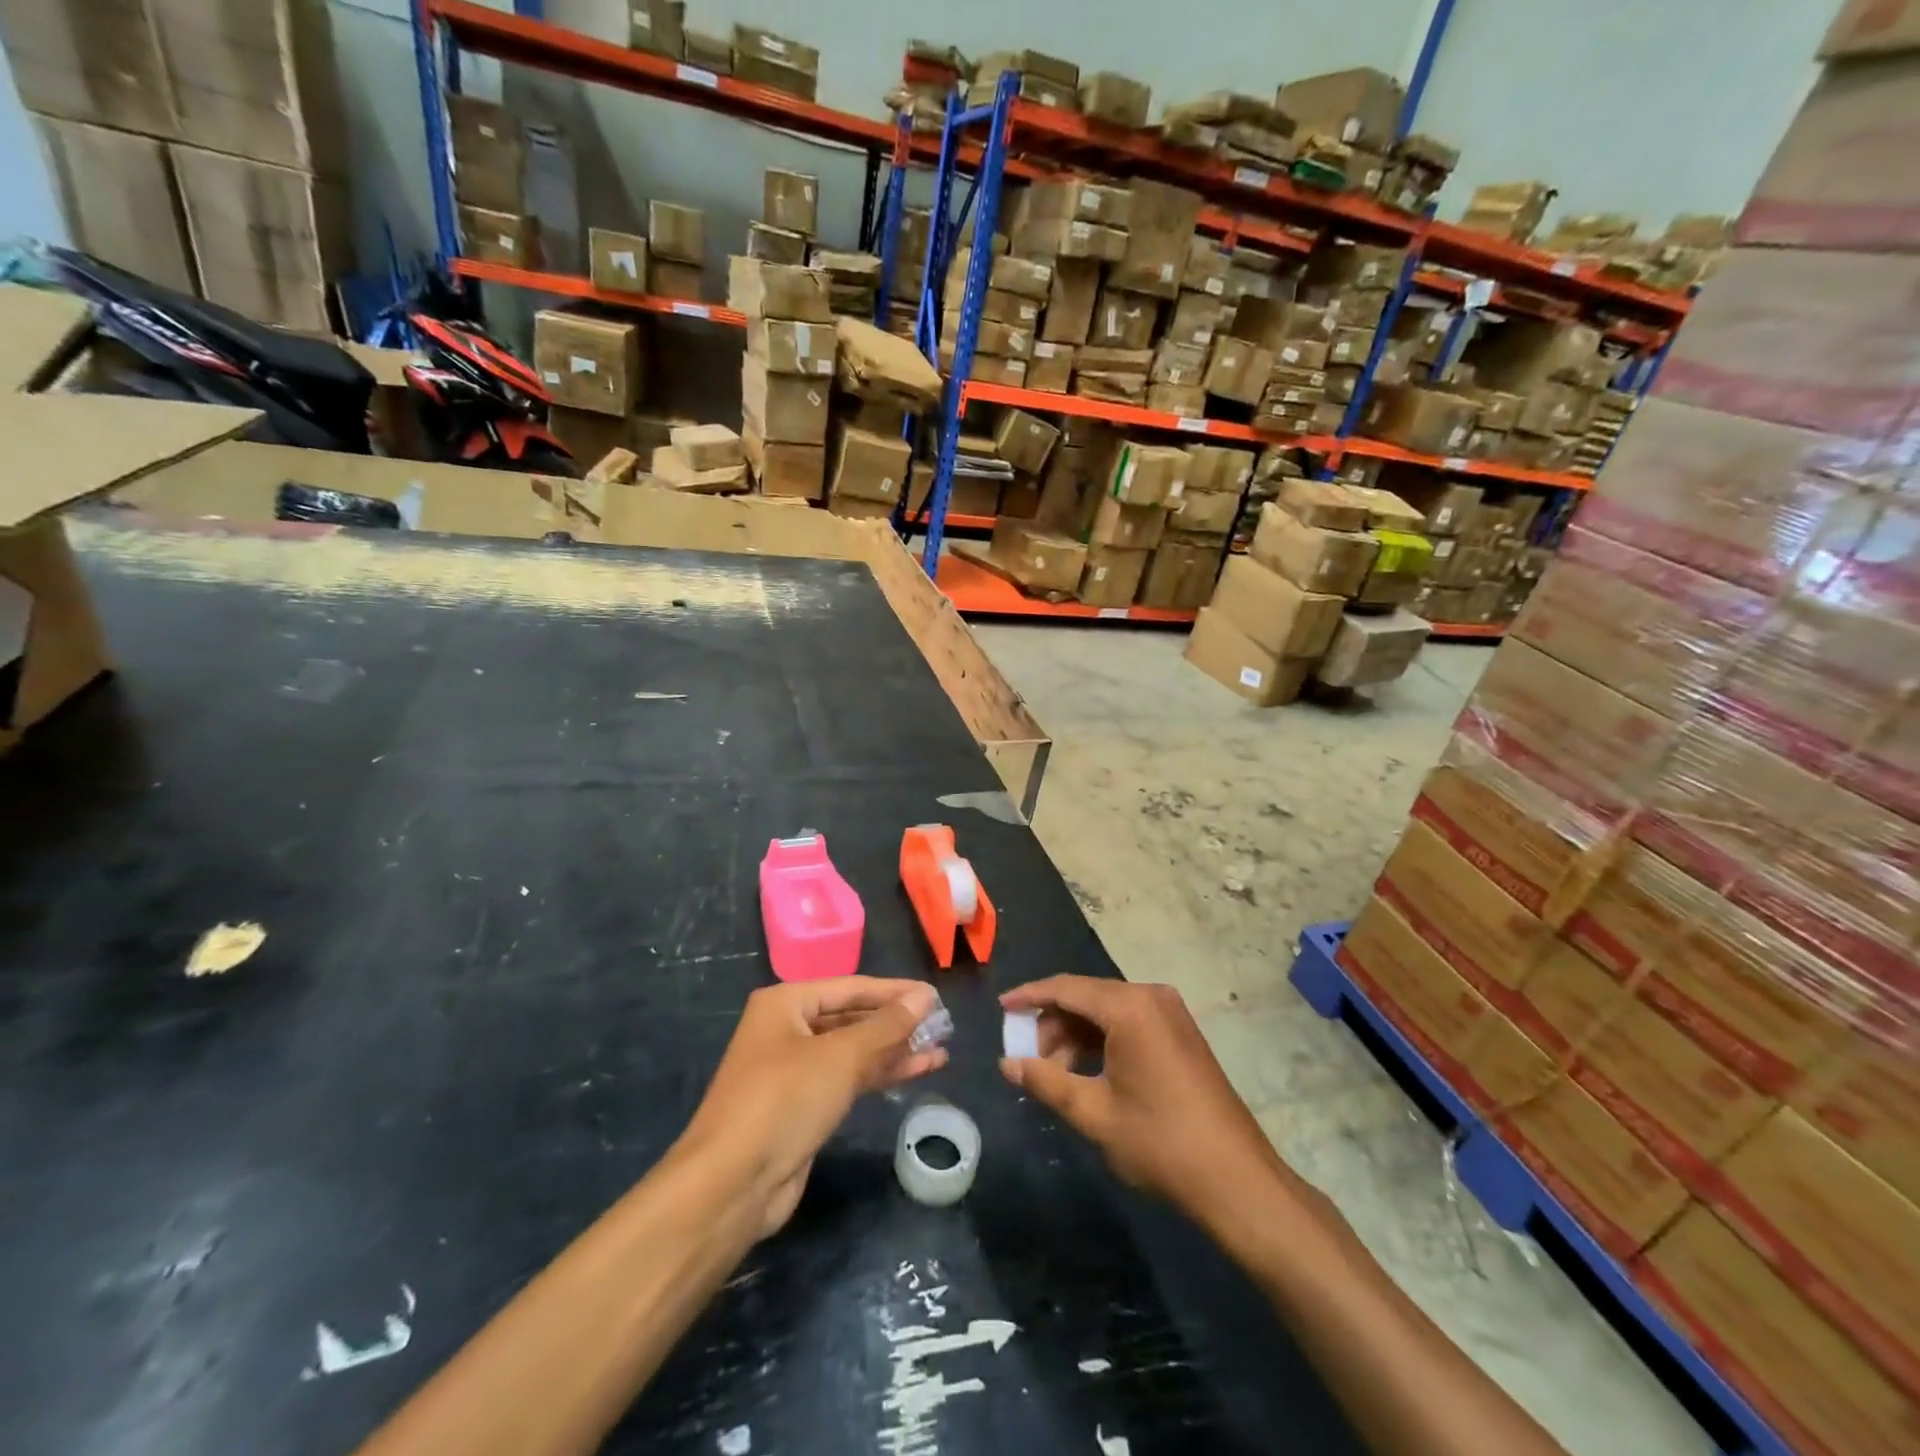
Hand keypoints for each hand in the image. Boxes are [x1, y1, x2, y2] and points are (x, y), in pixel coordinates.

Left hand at [679, 977, 946, 1238]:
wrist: (732, 1184)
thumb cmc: (784, 1100)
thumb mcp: (841, 1056)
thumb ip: (887, 1025)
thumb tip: (925, 995)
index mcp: (786, 1003)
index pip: (852, 987)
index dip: (895, 992)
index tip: (935, 996)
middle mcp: (787, 1029)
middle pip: (852, 1018)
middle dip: (897, 1023)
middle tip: (943, 1025)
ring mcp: (794, 1069)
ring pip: (854, 1050)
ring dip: (894, 1050)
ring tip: (940, 1050)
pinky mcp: (803, 1105)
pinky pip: (849, 1078)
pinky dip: (880, 1074)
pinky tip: (916, 1071)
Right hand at [999, 976, 1283, 1226]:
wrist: (1237, 1180)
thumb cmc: (1160, 1143)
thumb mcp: (1093, 1113)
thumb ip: (1046, 1081)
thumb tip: (1008, 1064)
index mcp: (1129, 1007)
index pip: (1066, 988)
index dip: (1029, 996)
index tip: (1001, 1008)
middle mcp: (1151, 996)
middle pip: (1086, 996)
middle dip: (1053, 1023)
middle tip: (1031, 1059)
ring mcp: (1171, 1013)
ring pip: (1107, 1010)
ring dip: (1076, 1035)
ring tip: (1058, 1074)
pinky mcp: (1181, 1032)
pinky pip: (1129, 1021)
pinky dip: (1102, 1040)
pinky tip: (1088, 1072)